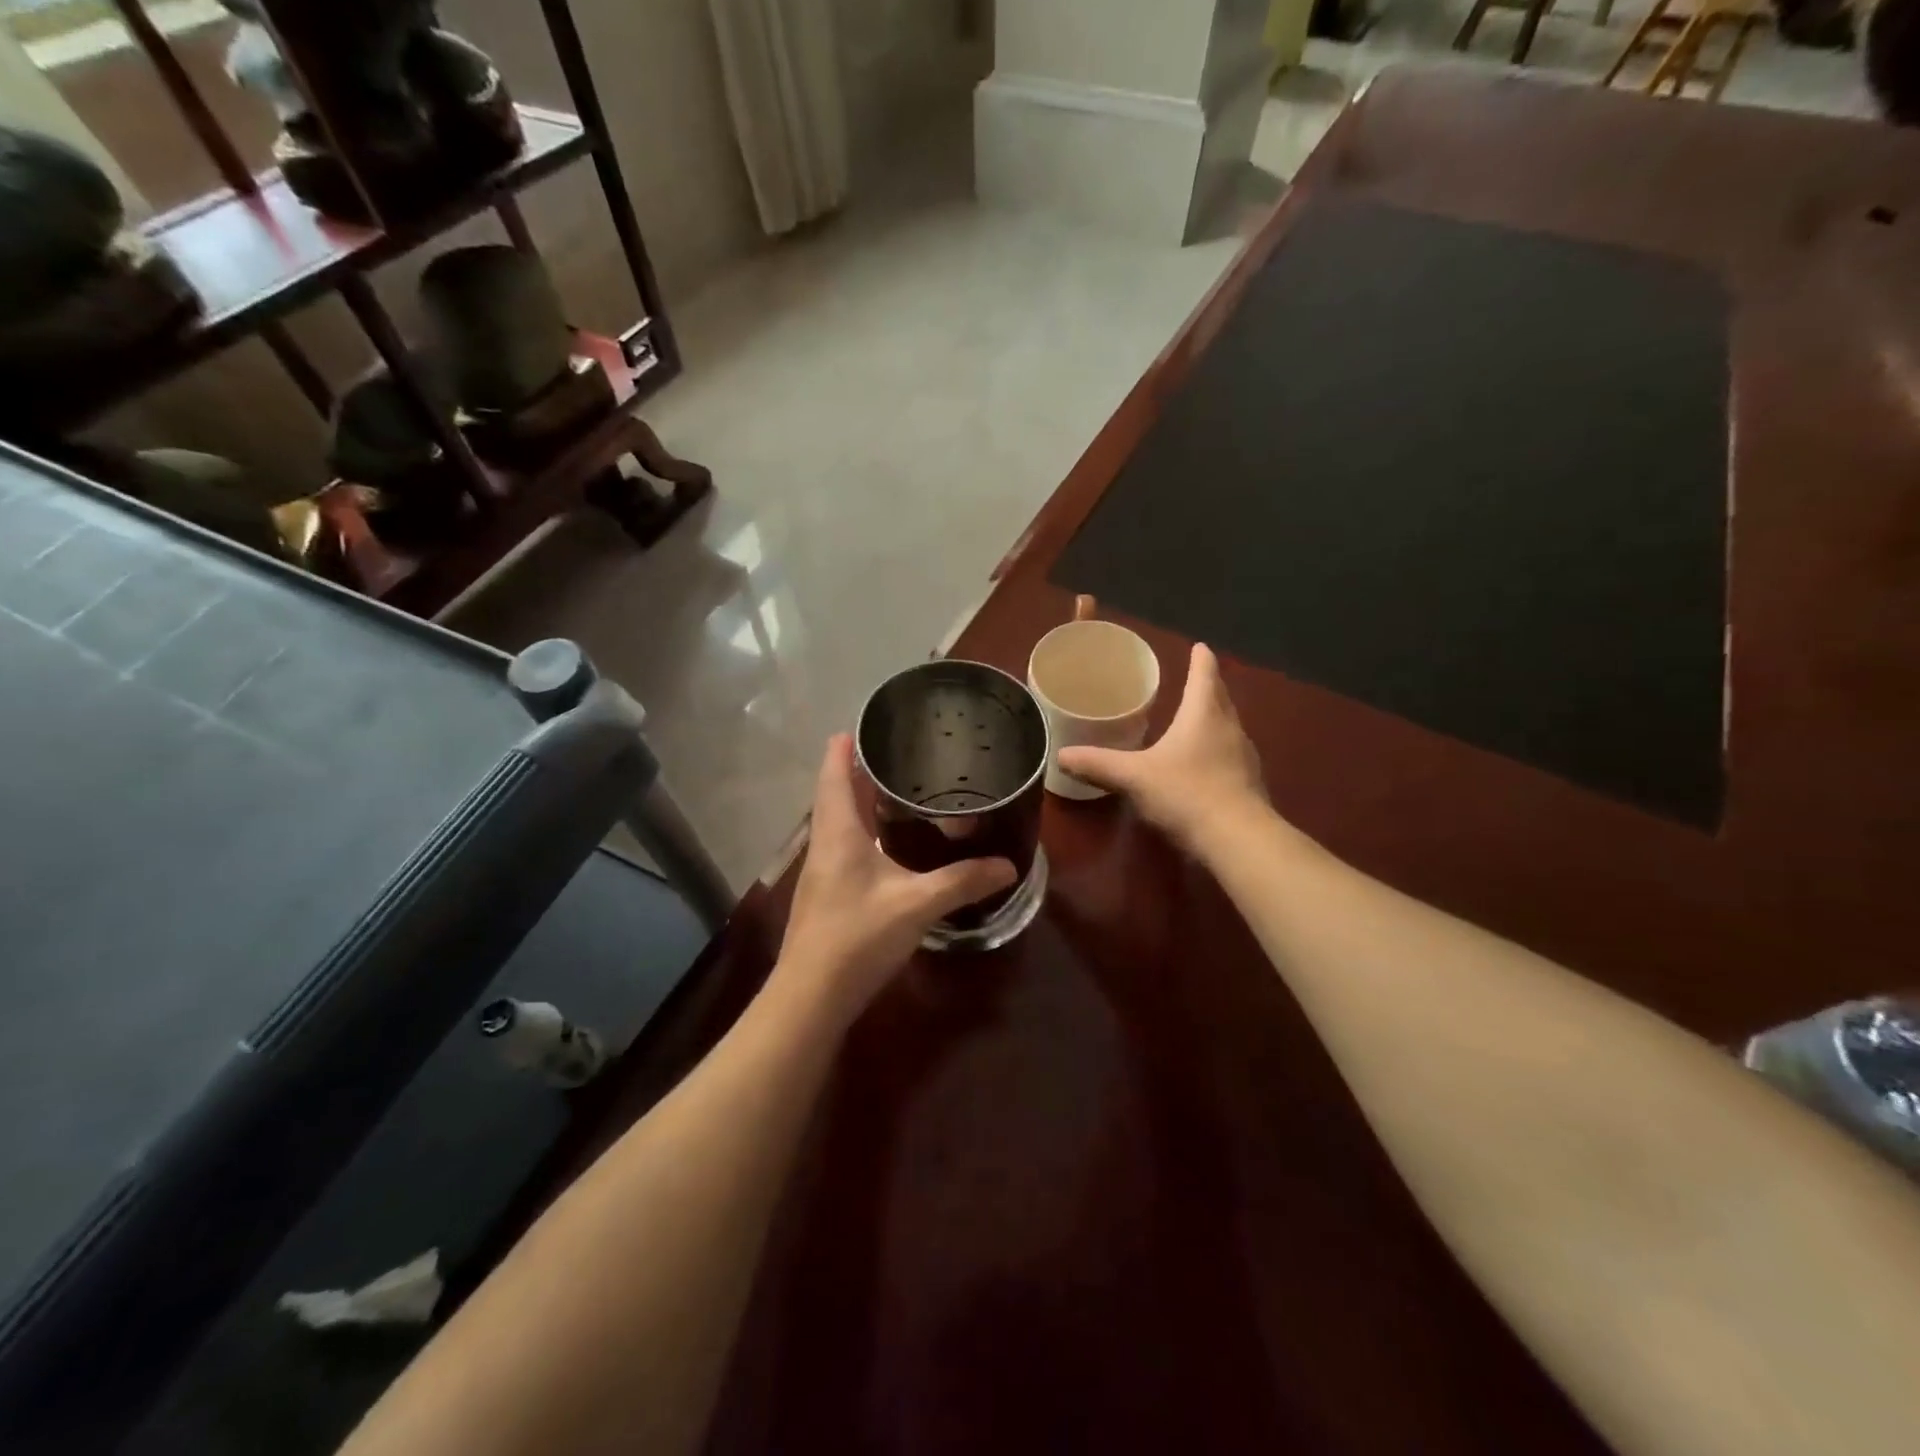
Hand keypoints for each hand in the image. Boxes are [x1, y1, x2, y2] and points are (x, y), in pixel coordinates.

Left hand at [774, 734, 1014, 1020]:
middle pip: (837, 795)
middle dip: (861, 771)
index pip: (835, 774)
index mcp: (838, 832)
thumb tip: (1007, 866)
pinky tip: (889, 845)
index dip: (844, 748)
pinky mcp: (827, 896)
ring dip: (862, 803)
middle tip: (898, 753)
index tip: (863, 725)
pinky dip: (865, 832)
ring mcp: (822, 872)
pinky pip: (845, 847)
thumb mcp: (917, 904)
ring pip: (840, 823)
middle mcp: (825, 844)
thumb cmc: (858, 937)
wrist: (810, 997)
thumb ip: (962, 882)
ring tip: (898, 790)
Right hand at [1057, 643, 1267, 851]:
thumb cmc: (1186, 793)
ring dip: (1215, 719)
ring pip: (1228, 728)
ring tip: (1198, 719)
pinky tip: (1204, 765)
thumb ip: (1098, 765)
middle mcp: (1229, 728)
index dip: (1201, 660)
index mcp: (1203, 715)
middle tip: (1196, 679)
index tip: (1200, 646)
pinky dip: (1218, 751)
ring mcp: (1244, 757)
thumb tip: (1061, 755)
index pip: (1204, 676)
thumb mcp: (1134, 777)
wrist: (1238, 839)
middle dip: (1209, 687)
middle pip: (1221, 699)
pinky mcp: (1249, 784)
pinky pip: (1231, 757)